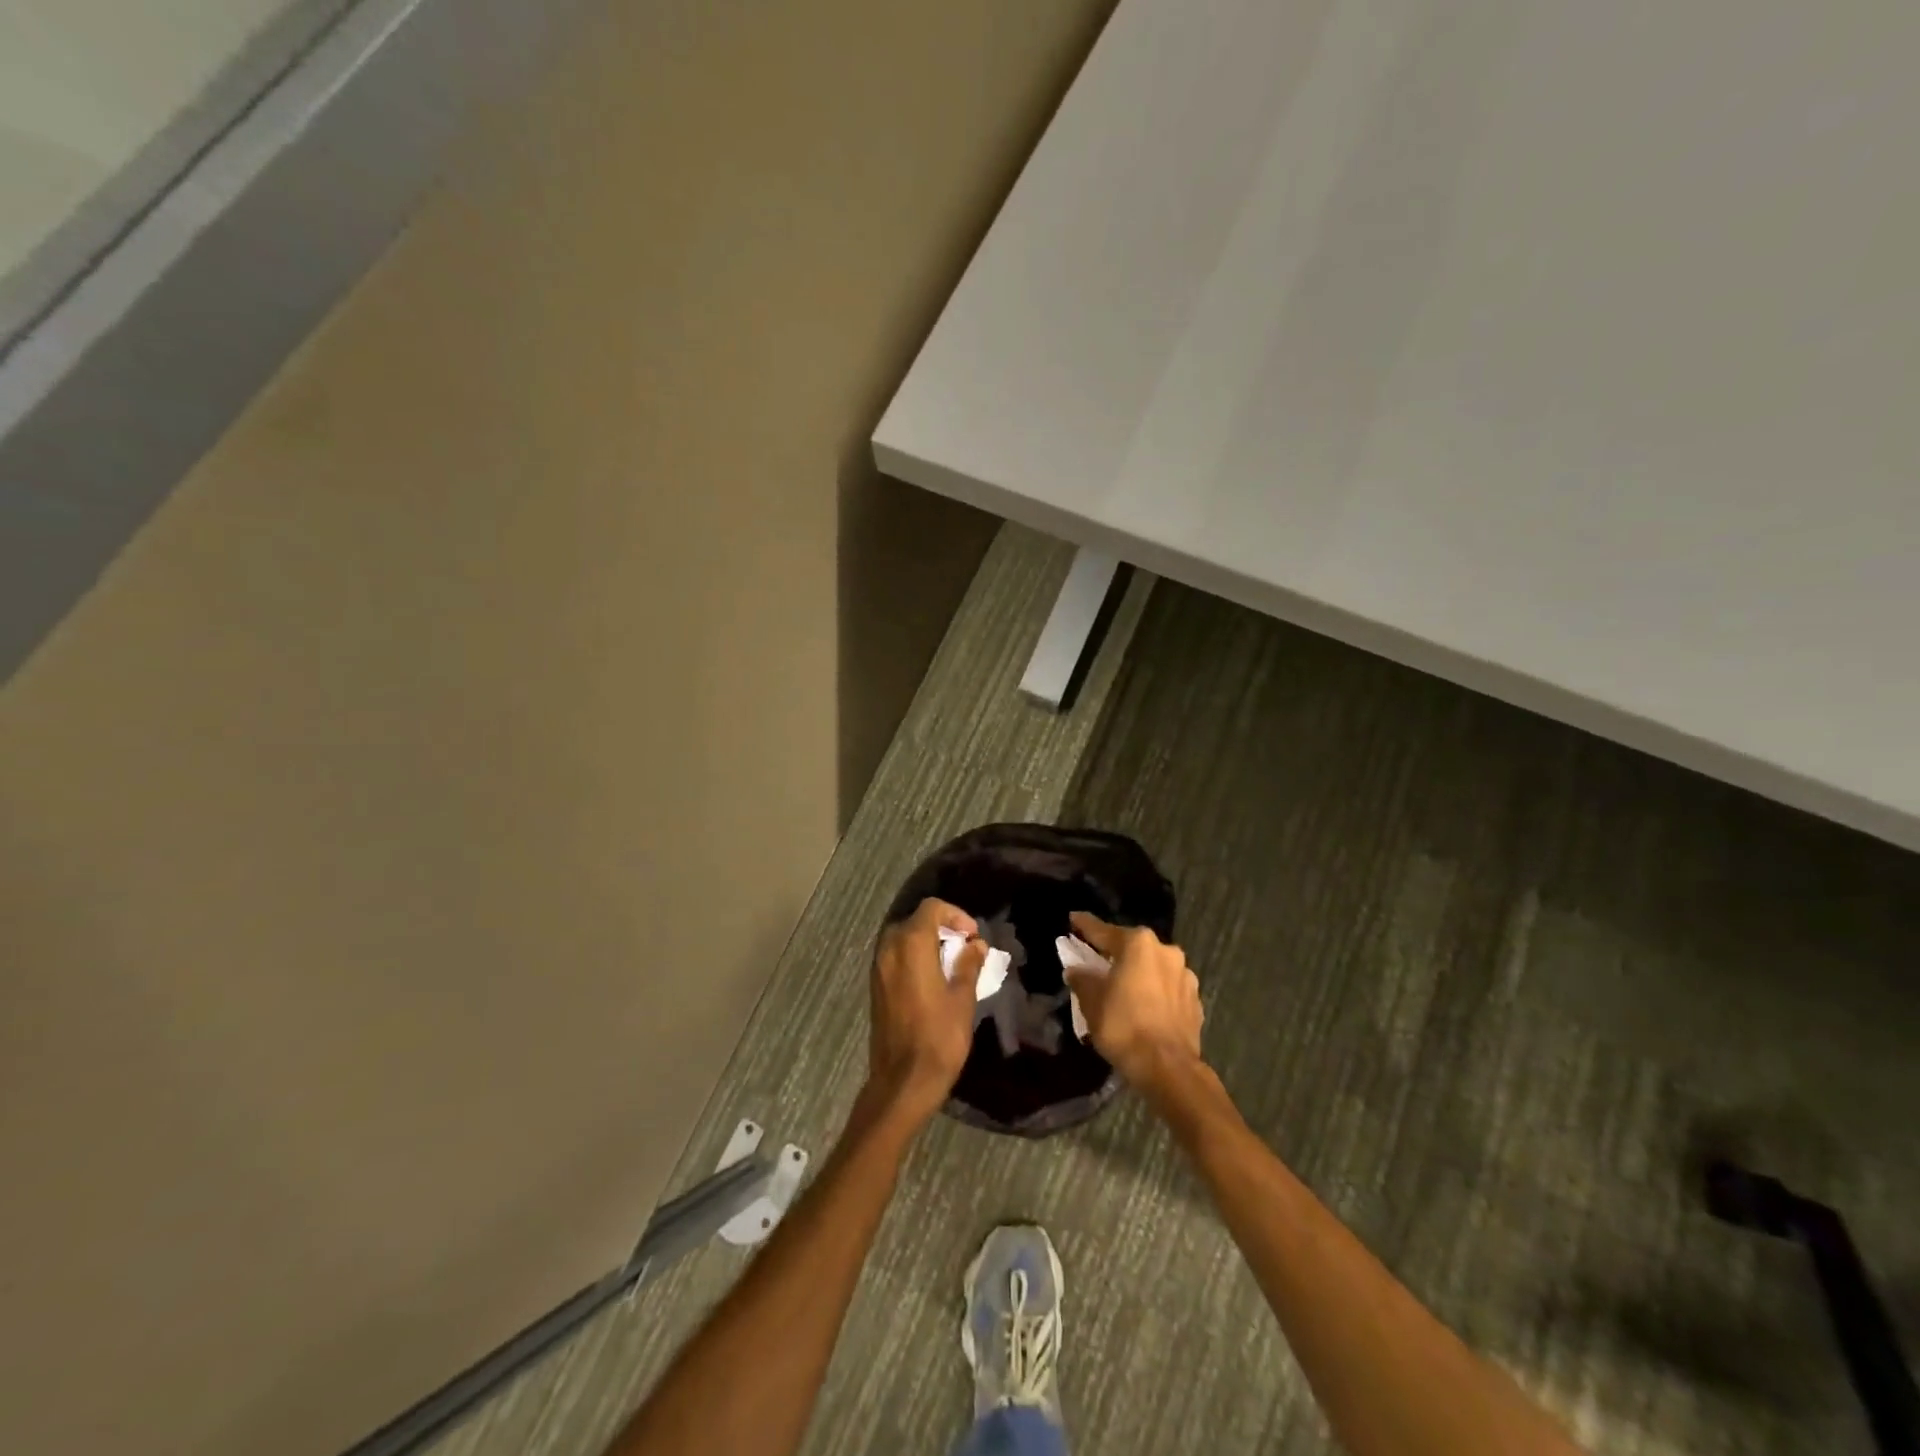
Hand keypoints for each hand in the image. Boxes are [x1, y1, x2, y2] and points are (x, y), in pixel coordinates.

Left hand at [864, 898, 986, 1131]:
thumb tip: (976, 945)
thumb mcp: (962, 998)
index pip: (931, 908)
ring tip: (952, 964)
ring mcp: (878, 968)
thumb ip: (968, 965)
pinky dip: (914, 958)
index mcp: (910, 944)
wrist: (903, 1081)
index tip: (973, 936)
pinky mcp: (875, 987)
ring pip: (902, 938)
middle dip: (941, 927)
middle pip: (915, 921)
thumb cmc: (939, 1037)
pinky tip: (933, 980)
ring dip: (927, 942)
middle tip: (964, 948)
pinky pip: (895, 958)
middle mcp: (889, 949)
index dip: (956, 915)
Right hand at [1064, 912, 1203, 1092]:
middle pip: (1132, 947)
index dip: (1085, 926)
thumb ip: (1082, 980)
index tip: (1073, 919)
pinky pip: (1168, 988)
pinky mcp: (1195, 999)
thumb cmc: (1123, 1026)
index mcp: (1137, 944)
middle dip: (1116, 953)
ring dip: (1139, 973)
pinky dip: (1155, 992)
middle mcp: (1165, 950)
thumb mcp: (1092, 1002)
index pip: (1103, 931)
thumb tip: (1077, 970)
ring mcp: (1185, 975)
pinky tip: (1146, 1006)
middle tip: (1099, 961)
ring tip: (1126, 988)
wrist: (1168, 1068)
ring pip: (1154, 967)